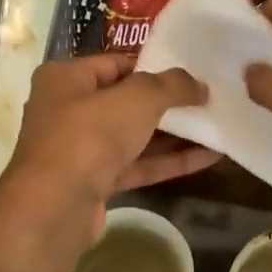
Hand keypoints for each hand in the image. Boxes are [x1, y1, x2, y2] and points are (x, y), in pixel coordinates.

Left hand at [0, 56, 219, 255]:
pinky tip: (208, 157)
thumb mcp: (138, 98)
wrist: (56, 207)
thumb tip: (200, 86)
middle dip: (167, 103)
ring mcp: (81, 150)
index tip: (190, 74)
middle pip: (126, 101)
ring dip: (174, 134)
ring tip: (216, 127)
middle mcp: (68, 110)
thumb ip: (172, 86)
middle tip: (208, 100)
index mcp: (66, 78)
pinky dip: (169, 161)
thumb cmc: (90, 135)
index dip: (154, 67)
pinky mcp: (95, 183)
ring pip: (134, 136)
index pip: (116, 64)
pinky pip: (138, 165)